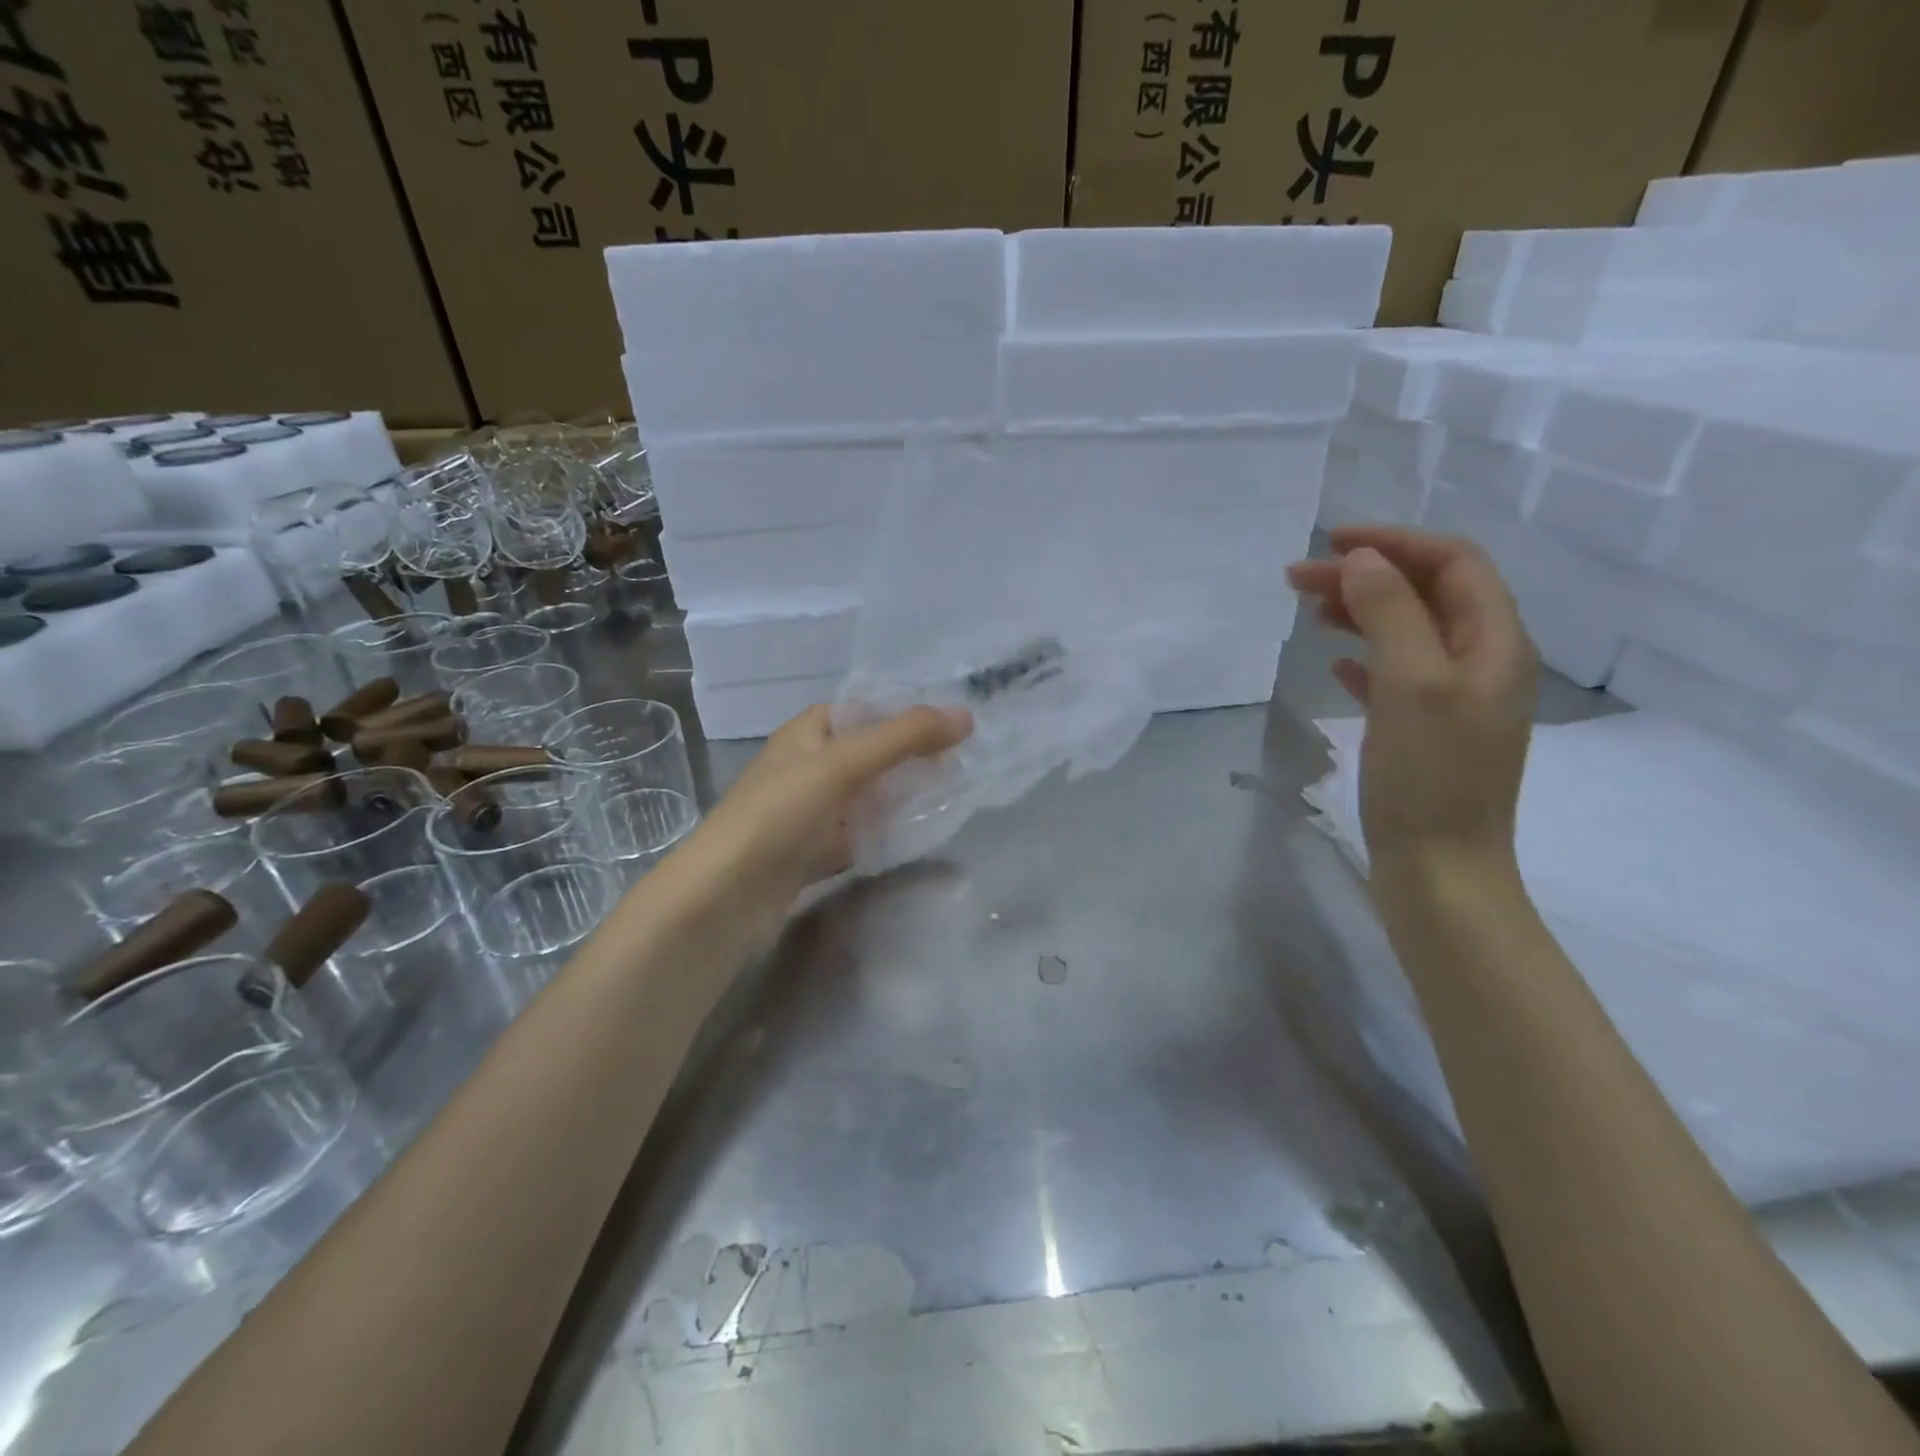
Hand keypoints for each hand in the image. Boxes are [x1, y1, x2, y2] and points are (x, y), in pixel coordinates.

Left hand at [675, 703, 972, 924]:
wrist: (724, 897)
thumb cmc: (780, 814)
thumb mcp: (843, 764)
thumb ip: (904, 738)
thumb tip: (966, 717)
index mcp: (808, 732)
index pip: (867, 710)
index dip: (909, 714)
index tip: (958, 726)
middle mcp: (808, 766)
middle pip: (871, 754)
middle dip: (913, 758)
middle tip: (965, 764)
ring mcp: (810, 812)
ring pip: (868, 796)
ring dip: (903, 797)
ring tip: (953, 797)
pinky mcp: (813, 852)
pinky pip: (860, 834)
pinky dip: (885, 833)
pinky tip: (917, 837)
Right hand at [1287, 525, 1534, 877]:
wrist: (1440, 869)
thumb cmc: (1429, 776)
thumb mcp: (1411, 684)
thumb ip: (1390, 613)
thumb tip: (1363, 560)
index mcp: (1495, 644)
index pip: (1453, 563)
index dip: (1394, 542)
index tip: (1330, 542)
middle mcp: (1483, 663)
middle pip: (1427, 594)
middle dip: (1366, 576)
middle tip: (1296, 579)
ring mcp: (1455, 700)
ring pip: (1408, 631)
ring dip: (1361, 611)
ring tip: (1309, 612)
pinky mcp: (1426, 731)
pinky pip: (1396, 674)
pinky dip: (1364, 657)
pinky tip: (1335, 664)